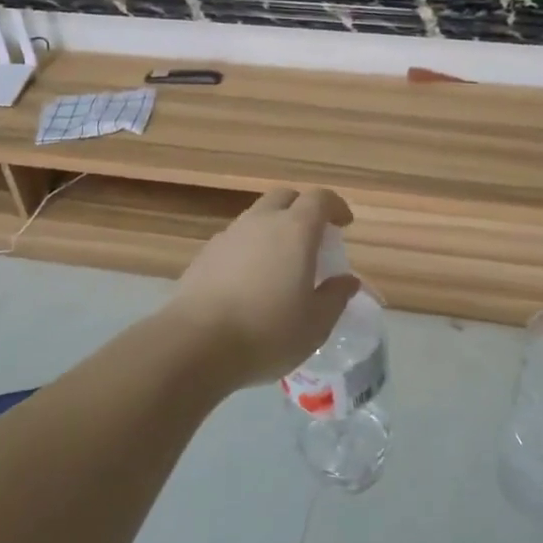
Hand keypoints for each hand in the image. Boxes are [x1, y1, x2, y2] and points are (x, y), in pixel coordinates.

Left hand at [164, 187, 361, 388]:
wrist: (195, 344)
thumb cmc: (267, 331)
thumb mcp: (315, 324)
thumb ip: (335, 297)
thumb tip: (347, 280)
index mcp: (295, 230)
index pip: (320, 199)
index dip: (335, 207)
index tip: (344, 225)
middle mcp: (261, 221)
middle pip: (284, 197)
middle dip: (302, 210)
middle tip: (312, 239)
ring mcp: (229, 235)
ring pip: (257, 217)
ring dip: (273, 229)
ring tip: (281, 263)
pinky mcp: (205, 254)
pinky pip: (236, 240)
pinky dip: (250, 249)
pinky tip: (249, 281)